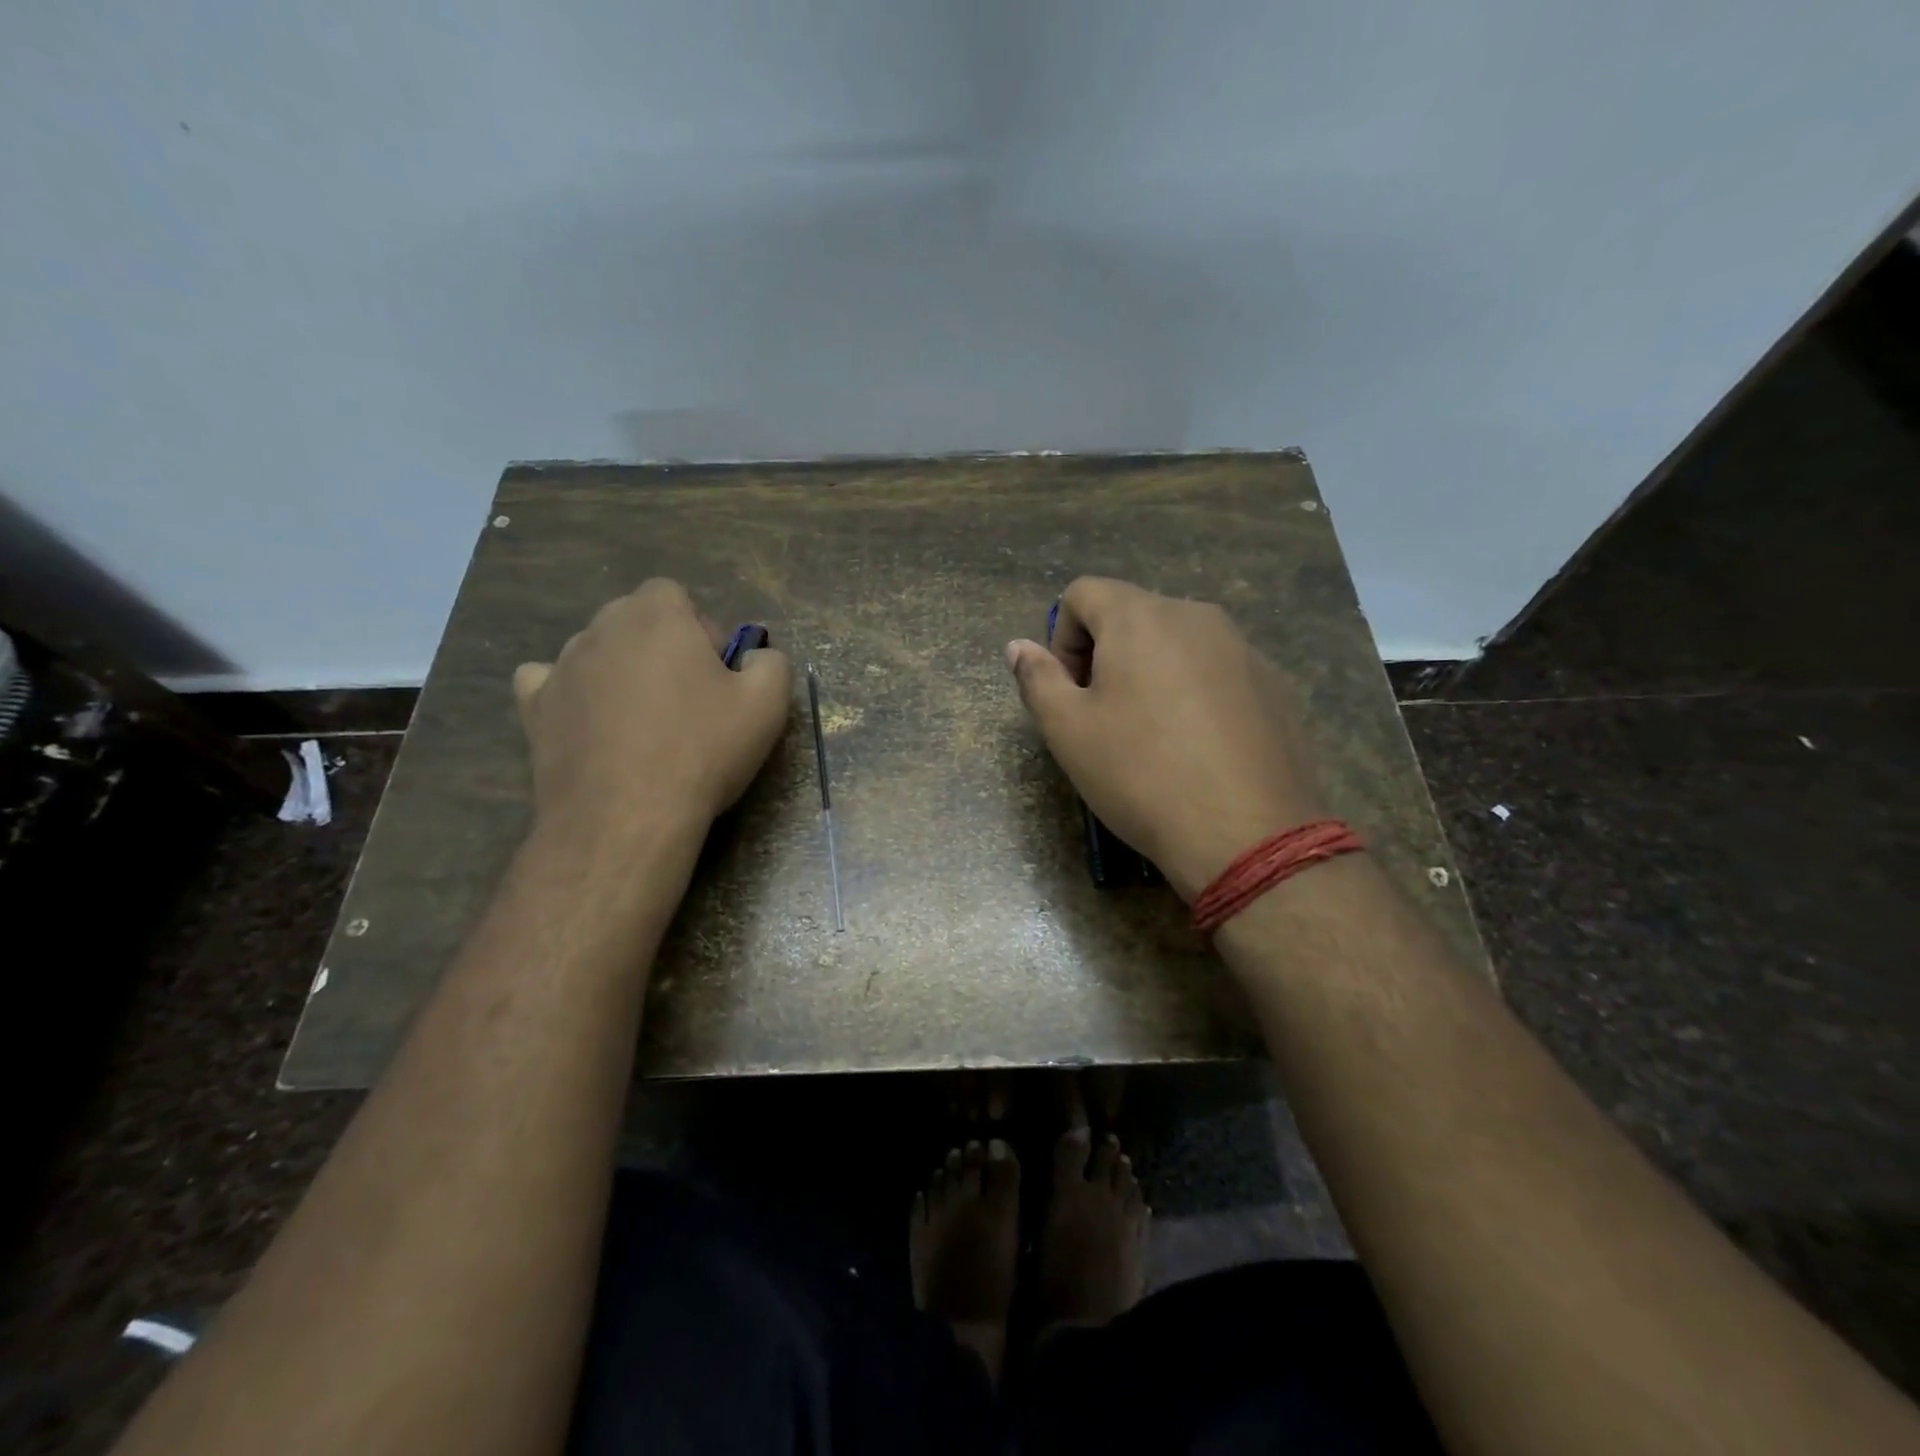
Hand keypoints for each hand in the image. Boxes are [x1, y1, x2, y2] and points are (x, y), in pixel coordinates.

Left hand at [512, 580, 790, 847]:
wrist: (626, 817)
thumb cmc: (702, 751)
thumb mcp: (768, 705)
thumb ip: (771, 662)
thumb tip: (755, 656)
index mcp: (657, 616)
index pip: (673, 594)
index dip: (699, 628)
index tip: (716, 672)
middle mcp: (601, 627)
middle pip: (634, 619)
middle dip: (662, 646)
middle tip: (688, 698)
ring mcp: (561, 666)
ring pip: (597, 650)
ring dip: (621, 670)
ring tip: (643, 722)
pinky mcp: (533, 706)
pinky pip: (550, 681)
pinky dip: (572, 693)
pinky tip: (591, 721)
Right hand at [1006, 577, 1325, 900]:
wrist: (1247, 833)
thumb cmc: (1141, 774)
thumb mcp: (1068, 731)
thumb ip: (1037, 679)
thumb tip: (1018, 647)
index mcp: (1141, 617)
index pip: (1083, 592)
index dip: (1062, 638)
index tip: (1072, 691)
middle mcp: (1196, 615)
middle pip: (1133, 615)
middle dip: (1107, 656)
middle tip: (1106, 719)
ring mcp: (1243, 648)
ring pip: (1177, 644)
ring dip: (1152, 675)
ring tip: (1154, 738)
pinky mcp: (1275, 684)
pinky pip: (1217, 671)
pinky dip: (1195, 694)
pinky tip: (1199, 750)